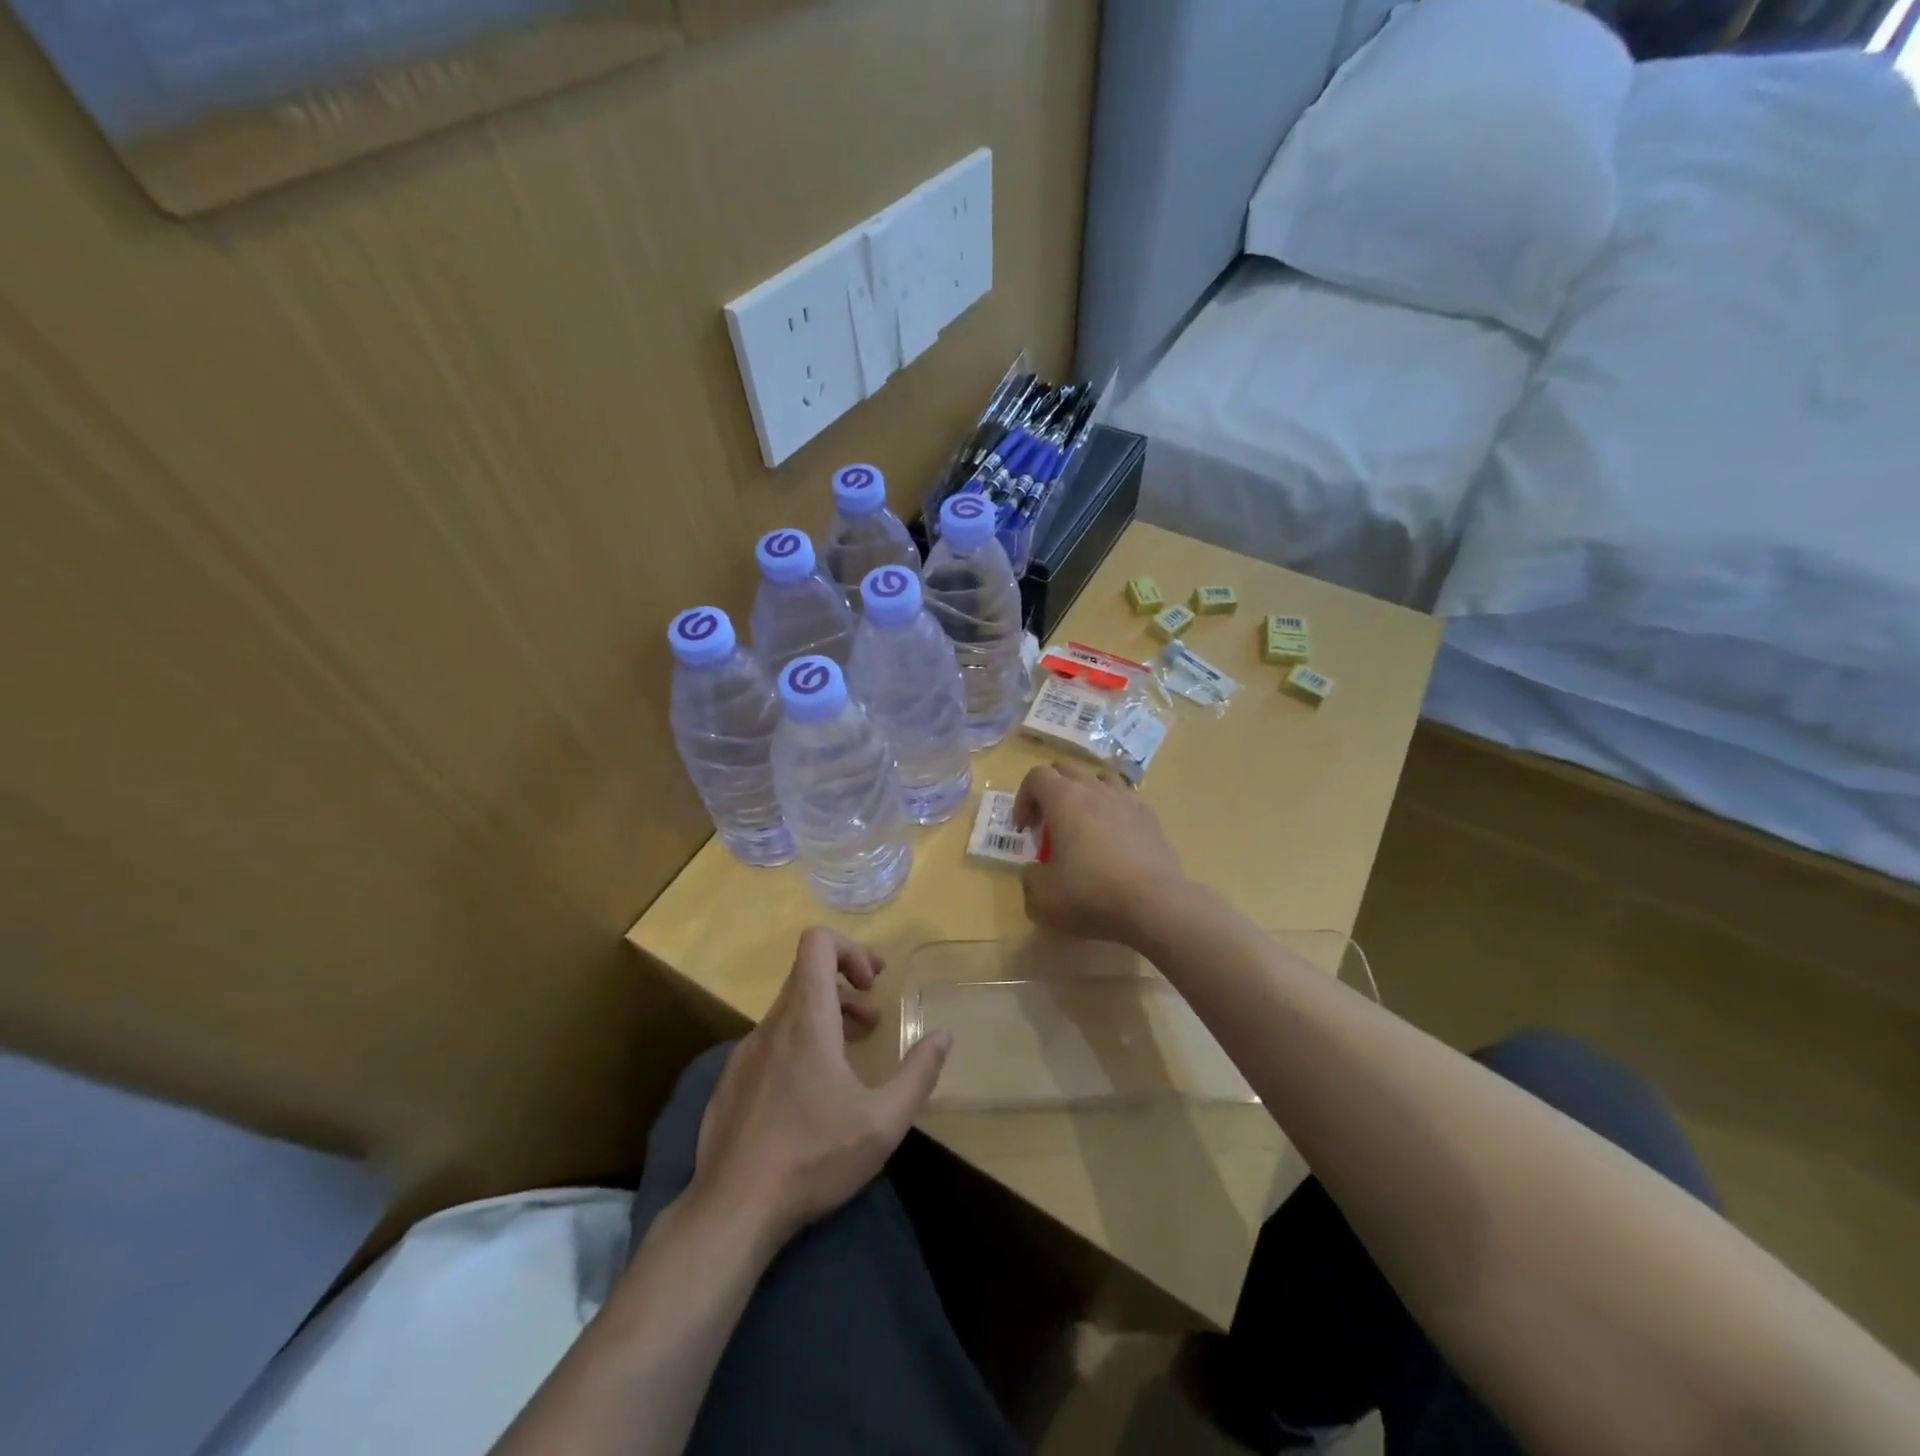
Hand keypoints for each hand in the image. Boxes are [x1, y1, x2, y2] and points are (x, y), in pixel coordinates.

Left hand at [692, 928, 950, 1248]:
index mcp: (806, 1019)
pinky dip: (799, 1044)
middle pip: (807, 974)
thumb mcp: (883, 1122)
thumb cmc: (813, 1158)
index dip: (850, 949)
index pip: (817, 942)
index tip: (873, 984)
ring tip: (851, 1053)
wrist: (731, 1211)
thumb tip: (942, 1036)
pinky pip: (771, 1041)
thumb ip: (918, 1074)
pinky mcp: (731, 1082)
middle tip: (874, 1020)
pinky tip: (812, 1093)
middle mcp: (772, 1025)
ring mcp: (745, 1053)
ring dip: (825, 1017)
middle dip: (846, 985)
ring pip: (789, 1010)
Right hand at [1013, 762, 1187, 944]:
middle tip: (1048, 825)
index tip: (1025, 829)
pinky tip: (1113, 839)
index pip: (1036, 776)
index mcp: (1064, 799)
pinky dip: (1112, 810)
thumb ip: (1029, 877)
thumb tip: (1037, 869)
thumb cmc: (1091, 895)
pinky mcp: (1150, 817)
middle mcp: (1095, 789)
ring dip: (1083, 794)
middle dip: (1050, 792)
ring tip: (1082, 824)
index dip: (1023, 798)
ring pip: (1099, 778)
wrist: (1155, 905)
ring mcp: (1127, 800)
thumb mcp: (1042, 897)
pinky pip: (1125, 799)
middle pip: (1066, 770)